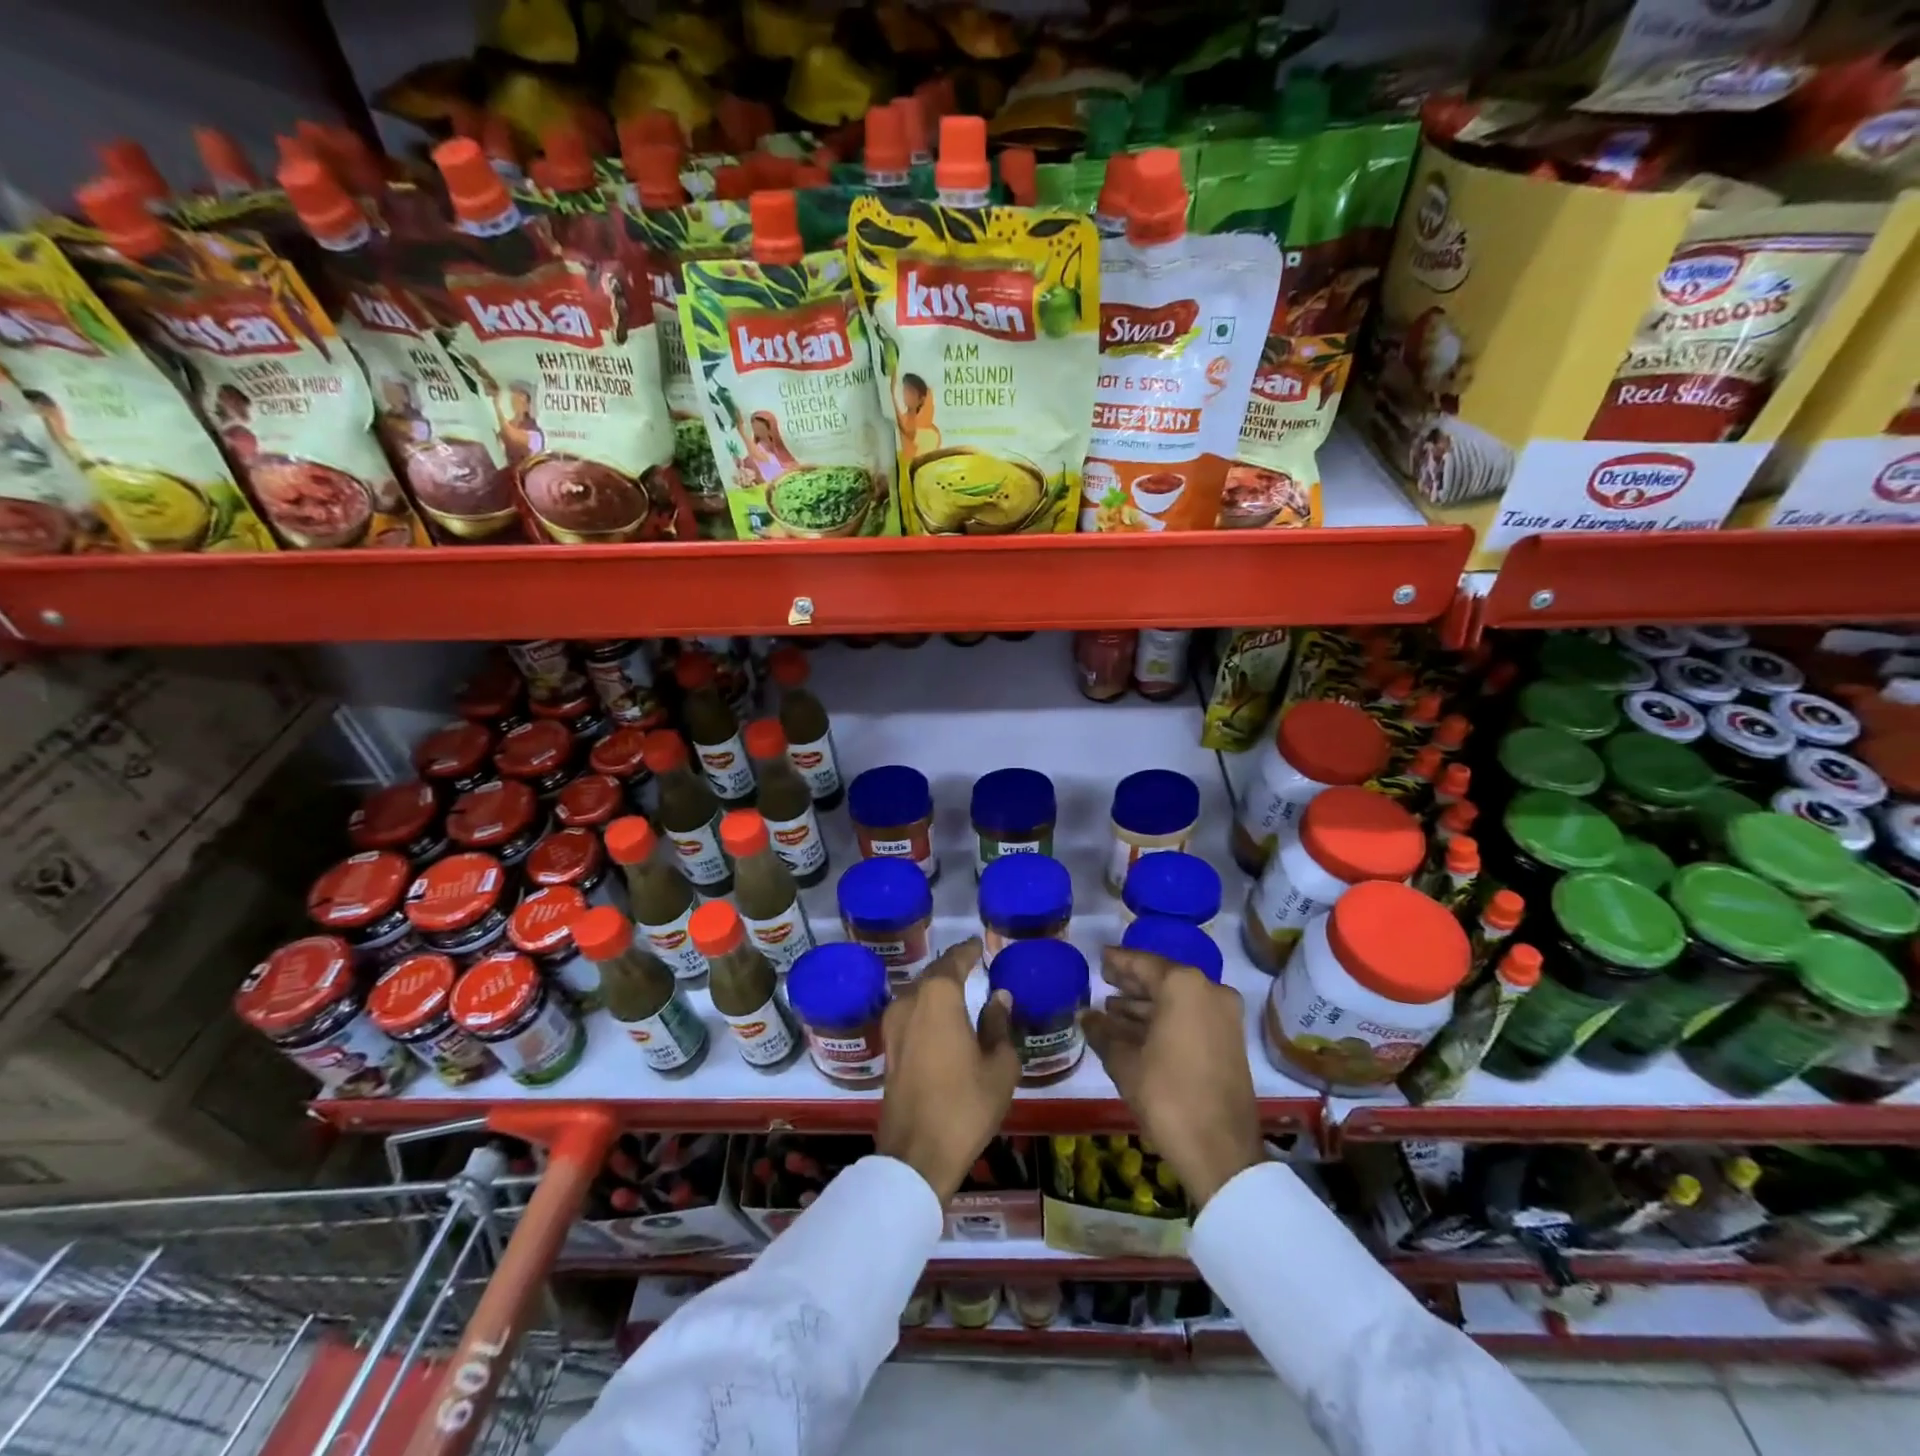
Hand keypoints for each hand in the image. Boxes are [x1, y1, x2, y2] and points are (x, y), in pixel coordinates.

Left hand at [876, 937, 1020, 1200]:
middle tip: (973, 965)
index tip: (980, 944)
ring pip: (918, 994)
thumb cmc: (965, 1105)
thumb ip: (999, 1025)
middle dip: (952, 968)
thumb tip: (998, 997)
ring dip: (937, 989)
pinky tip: (942, 1019)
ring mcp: (893, 1025)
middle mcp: (910, 1001)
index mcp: (938, 997)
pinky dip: (927, 1009)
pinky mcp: (888, 1048)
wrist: (916, 1154)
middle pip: (933, 974)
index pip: (954, 960)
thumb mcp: (999, 1066)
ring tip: (960, 990)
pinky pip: (910, 1014)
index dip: (968, 950)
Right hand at [1082, 947, 1263, 1207]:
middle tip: (1103, 980)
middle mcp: (1209, 991)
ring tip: (1111, 1008)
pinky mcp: (1230, 1040)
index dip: (1117, 961)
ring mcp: (1224, 1016)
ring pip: (1177, 1000)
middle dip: (1132, 983)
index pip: (1142, 963)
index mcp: (1183, 986)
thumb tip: (1086, 1015)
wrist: (1221, 1151)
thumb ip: (1103, 1031)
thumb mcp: (1125, 1062)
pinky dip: (1165, 1019)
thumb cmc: (1167, 1096)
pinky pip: (1191, 1016)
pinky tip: (1135, 1029)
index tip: (1099, 957)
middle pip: (1162, 979)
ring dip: (1146, 1004)